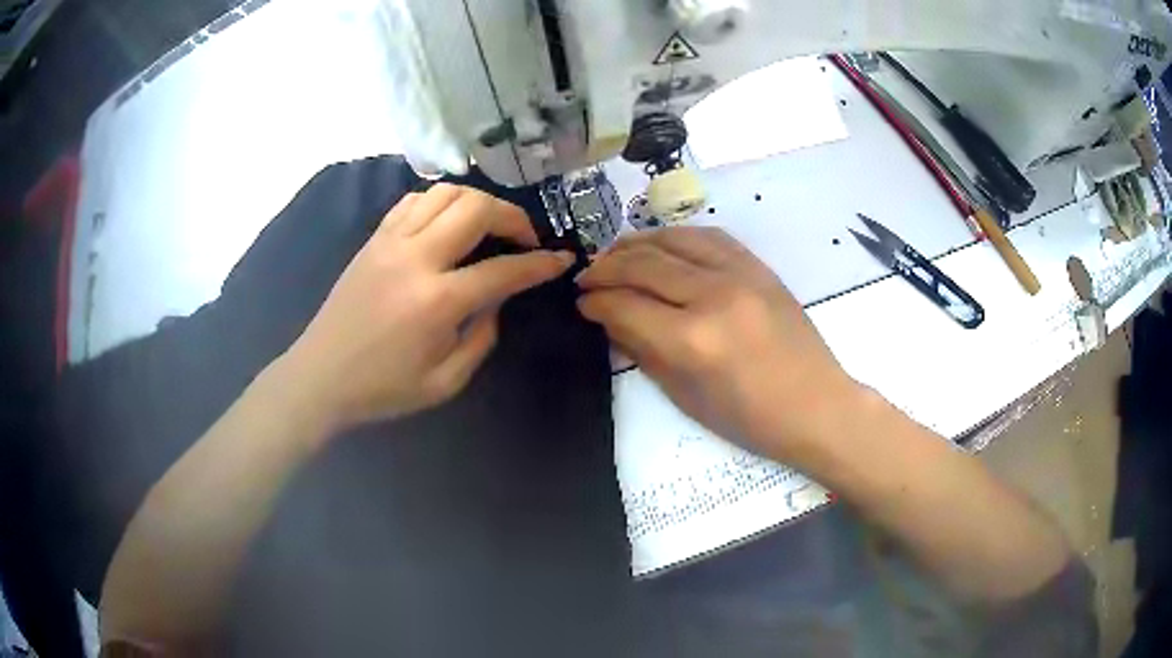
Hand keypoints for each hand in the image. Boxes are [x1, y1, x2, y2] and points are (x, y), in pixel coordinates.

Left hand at [279, 184, 573, 431]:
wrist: (321, 376)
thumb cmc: (383, 388)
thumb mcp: (445, 382)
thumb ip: (482, 337)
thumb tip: (497, 299)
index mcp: (437, 301)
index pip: (503, 270)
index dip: (539, 263)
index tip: (562, 259)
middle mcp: (416, 258)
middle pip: (477, 208)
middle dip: (513, 216)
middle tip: (525, 238)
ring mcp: (391, 241)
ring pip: (446, 192)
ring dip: (478, 201)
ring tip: (490, 225)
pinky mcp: (374, 238)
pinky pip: (414, 200)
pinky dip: (441, 201)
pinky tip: (448, 222)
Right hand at [576, 227, 859, 460]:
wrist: (816, 406)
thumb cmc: (750, 419)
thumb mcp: (686, 396)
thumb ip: (643, 351)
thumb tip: (610, 320)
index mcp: (693, 340)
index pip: (625, 305)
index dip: (595, 302)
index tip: (581, 303)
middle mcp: (713, 295)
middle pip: (644, 264)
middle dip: (606, 268)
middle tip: (587, 277)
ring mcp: (740, 274)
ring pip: (674, 239)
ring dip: (637, 243)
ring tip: (616, 254)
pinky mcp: (759, 267)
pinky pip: (709, 236)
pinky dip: (677, 237)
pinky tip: (663, 246)